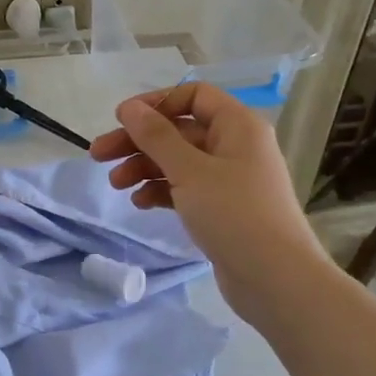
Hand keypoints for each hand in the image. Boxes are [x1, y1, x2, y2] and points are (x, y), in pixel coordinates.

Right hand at [91, 84, 327, 328]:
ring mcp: (231, 179)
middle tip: (99, 155)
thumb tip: (129, 107)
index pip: (193, 96)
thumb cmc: (234, 214)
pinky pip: (186, 188)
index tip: (122, 120)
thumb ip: (156, 136)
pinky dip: (162, 190)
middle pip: (179, 130)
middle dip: (138, 141)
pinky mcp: (223, 208)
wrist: (277, 280)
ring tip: (115, 184)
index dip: (156, 103)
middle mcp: (236, 146)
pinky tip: (140, 202)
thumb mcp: (189, 170)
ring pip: (179, 161)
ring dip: (145, 167)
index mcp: (237, 125)